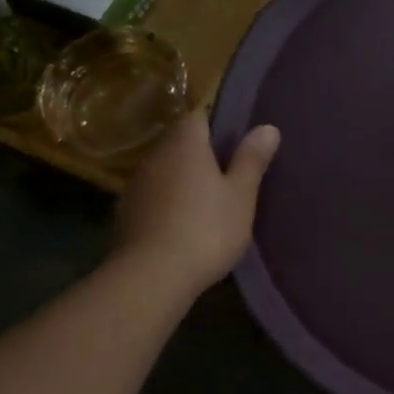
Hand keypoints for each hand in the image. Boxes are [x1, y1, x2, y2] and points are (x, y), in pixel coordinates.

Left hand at [112, 111, 280, 291]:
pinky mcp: (126, 213)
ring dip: (182, 178)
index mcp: (185, 145)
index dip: (216, 123)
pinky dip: (167, 201)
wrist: (151, 276)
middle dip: (200, 152)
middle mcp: (155, 157)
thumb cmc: (206, 229)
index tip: (235, 141)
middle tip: (228, 172)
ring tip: (207, 199)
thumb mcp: (241, 195)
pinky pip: (153, 195)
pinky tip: (182, 222)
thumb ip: (252, 160)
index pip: (197, 116)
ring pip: (164, 169)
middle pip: (179, 142)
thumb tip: (267, 127)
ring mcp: (136, 185)